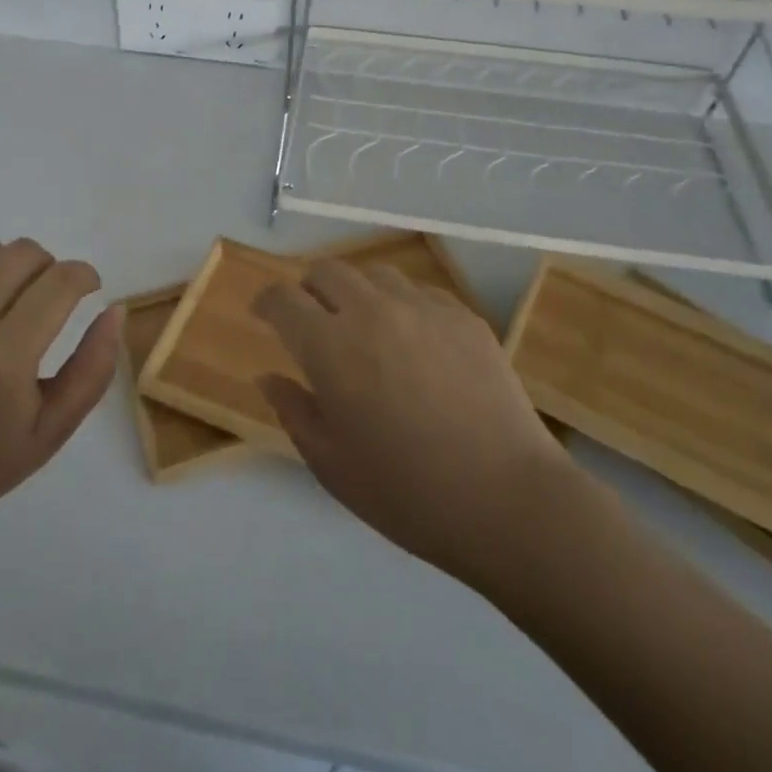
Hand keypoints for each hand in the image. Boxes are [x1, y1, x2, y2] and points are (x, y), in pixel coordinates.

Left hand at [0, 238, 121, 543]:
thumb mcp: (57, 425)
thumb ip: (95, 366)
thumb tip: (116, 308)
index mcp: (2, 357)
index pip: (59, 282)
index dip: (84, 276)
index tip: (90, 287)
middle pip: (21, 253)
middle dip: (48, 267)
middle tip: (49, 299)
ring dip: (7, 269)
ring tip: (7, 305)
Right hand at [255, 259, 572, 590]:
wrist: (507, 500)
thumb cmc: (406, 492)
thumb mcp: (331, 464)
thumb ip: (293, 411)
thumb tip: (269, 376)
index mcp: (330, 346)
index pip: (283, 299)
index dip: (267, 302)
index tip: (264, 316)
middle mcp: (371, 311)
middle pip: (327, 271)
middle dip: (309, 289)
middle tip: (313, 322)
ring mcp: (422, 308)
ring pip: (375, 274)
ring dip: (358, 293)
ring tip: (366, 329)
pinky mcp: (463, 316)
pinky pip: (420, 292)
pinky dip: (402, 306)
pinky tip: (415, 343)